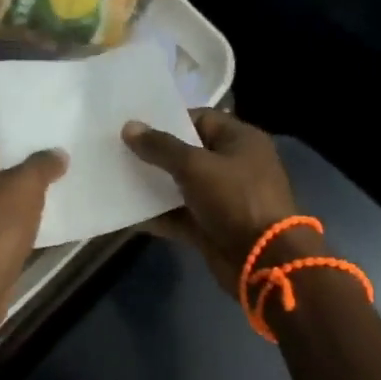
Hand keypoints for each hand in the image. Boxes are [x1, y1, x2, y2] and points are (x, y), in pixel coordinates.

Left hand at [0, 132, 67, 325]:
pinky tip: (31, 227)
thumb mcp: (26, 186)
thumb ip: (42, 164)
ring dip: (11, 201)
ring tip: (45, 196)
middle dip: (15, 171)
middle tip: (48, 169)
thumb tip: (57, 153)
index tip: (42, 144)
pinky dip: (5, 226)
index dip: (15, 141)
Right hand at [122, 110, 308, 293]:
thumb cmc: (235, 199)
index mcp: (240, 140)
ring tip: (116, 177)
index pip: (201, 119)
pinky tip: (127, 212)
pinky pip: (180, 215)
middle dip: (156, 154)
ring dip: (153, 185)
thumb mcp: (195, 166)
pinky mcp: (212, 227)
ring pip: (181, 186)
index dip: (168, 121)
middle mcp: (234, 165)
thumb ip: (161, 147)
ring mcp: (223, 199)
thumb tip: (129, 127)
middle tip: (119, 150)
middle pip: (189, 153)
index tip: (135, 126)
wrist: (264, 260)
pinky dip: (158, 215)